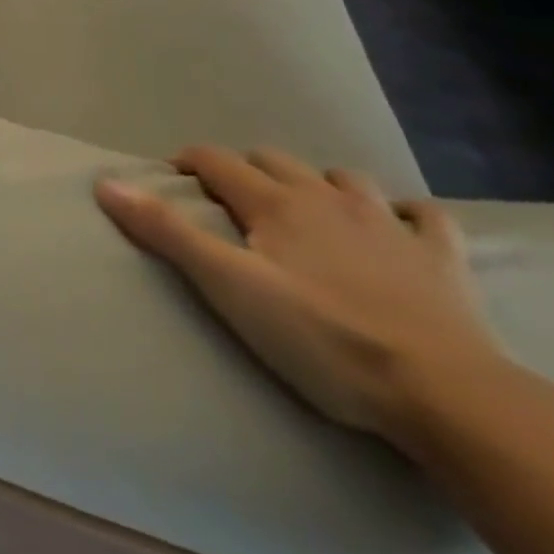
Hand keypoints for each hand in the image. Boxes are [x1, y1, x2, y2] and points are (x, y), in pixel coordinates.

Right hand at [96, 146, 507, 441]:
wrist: (447, 393)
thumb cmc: (323, 338)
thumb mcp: (229, 287)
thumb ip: (167, 232)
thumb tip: (106, 182)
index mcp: (275, 203)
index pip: (217, 161)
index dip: (189, 162)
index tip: (172, 176)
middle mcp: (327, 197)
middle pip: (274, 161)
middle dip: (247, 171)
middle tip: (234, 203)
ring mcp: (389, 223)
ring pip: (344, 178)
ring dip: (320, 184)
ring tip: (310, 210)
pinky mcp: (442, 257)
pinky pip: (425, 216)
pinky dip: (405, 214)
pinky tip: (401, 227)